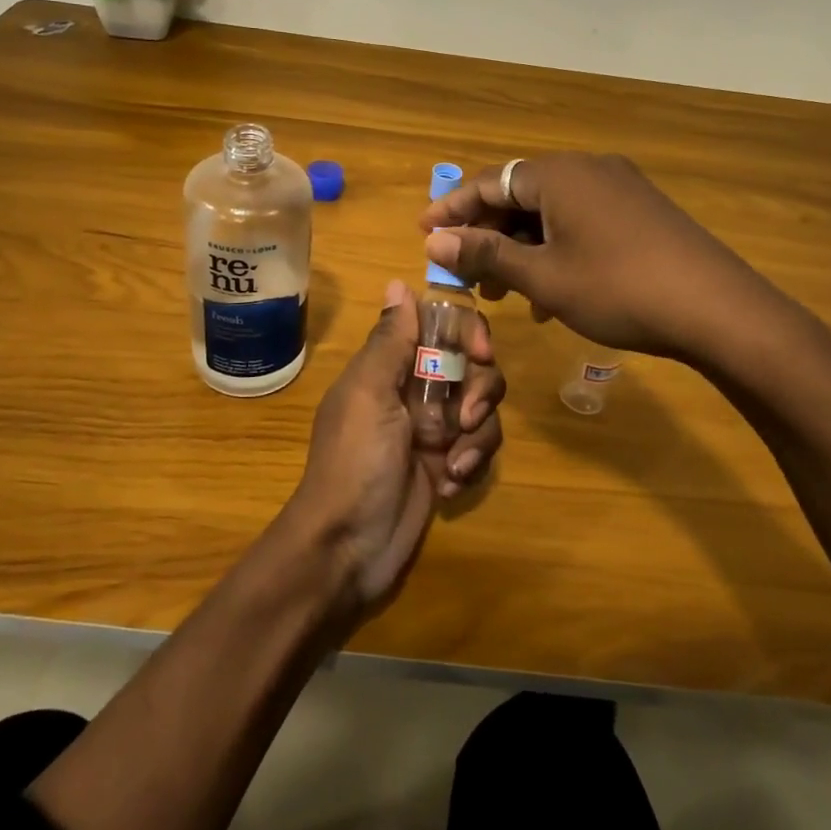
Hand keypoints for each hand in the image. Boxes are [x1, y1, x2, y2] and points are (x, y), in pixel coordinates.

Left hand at [287, 280, 505, 618]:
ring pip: (484, 408)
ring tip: (454, 464)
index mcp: (392, 366)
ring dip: (477, 435)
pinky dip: (472, 463)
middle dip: (479, 390)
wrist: (347, 547)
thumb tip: (398, 282)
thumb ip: (389, 340)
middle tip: (465, 418)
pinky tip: (450, 484)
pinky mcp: (448, 464)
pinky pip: (481, 447)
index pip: (442, 327)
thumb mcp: (367, 394)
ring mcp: (434, 430)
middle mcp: (416, 391)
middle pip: (473, 366)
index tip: (480, 353)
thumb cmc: (354, 461)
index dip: (468, 332)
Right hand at [420, 152, 786, 361]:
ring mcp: (619, 188)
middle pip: (519, 196)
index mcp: (558, 175)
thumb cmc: (618, 289)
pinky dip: (556, 250)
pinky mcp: (640, 211)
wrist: (717, 309)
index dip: (451, 209)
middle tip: (465, 274)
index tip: (422, 233)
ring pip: (551, 213)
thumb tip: (434, 241)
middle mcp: (587, 169)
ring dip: (521, 248)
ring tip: (505, 292)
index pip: (488, 182)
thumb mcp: (544, 276)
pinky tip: (551, 293)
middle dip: (487, 235)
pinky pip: (581, 222)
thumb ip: (486, 254)